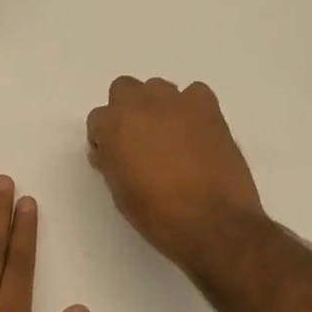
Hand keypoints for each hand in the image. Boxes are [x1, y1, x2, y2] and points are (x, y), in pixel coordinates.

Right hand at [85, 77, 264, 274]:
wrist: (213, 223)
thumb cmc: (158, 214)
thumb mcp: (120, 191)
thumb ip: (111, 161)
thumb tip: (110, 151)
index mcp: (114, 126)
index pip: (98, 119)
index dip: (104, 139)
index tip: (114, 157)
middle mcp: (141, 104)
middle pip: (124, 89)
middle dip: (126, 111)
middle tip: (138, 140)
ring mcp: (177, 101)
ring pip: (158, 89)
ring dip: (158, 107)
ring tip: (170, 137)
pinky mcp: (208, 107)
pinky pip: (194, 93)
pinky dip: (192, 108)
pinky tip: (196, 132)